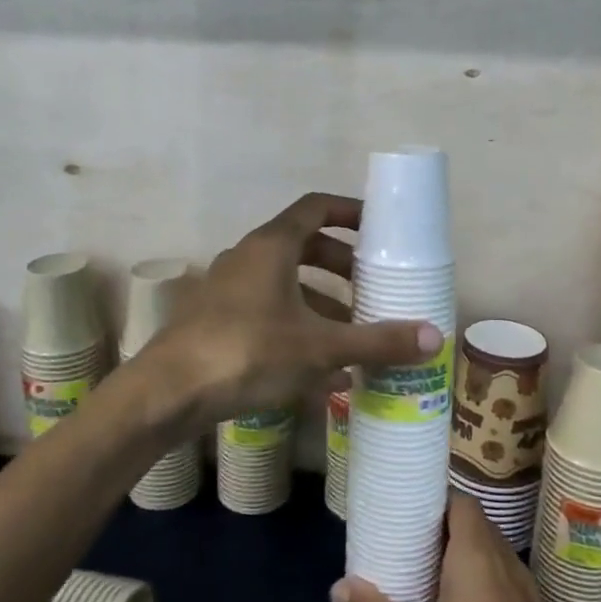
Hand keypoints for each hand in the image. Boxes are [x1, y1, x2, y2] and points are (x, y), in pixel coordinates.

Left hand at [141, 193, 441, 428]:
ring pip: (284, 285)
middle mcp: (246, 258)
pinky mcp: (213, 321)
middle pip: (303, 247)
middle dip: (340, 267)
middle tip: (371, 287)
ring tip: (352, 336)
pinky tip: (320, 372)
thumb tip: (435, 338)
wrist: (166, 394)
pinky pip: (266, 314)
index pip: (316, 208)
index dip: (350, 212)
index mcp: (271, 246)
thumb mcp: (320, 348)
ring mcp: (226, 290)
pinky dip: (295, 329)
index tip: (379, 228)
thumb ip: (377, 341)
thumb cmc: (247, 352)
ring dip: (320, 304)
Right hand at [331, 492, 590, 601]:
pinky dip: (488, 589)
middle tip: (413, 548)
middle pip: (479, 528)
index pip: (462, 504)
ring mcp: (533, 596)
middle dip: (447, 533)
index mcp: (478, 557)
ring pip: (497, 559)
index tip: (411, 514)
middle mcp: (510, 565)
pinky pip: (511, 588)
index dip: (438, 502)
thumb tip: (338, 587)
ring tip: (434, 582)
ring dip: (469, 562)